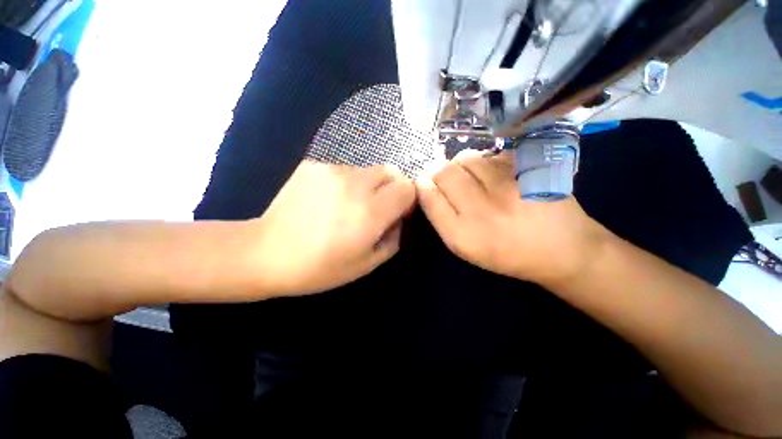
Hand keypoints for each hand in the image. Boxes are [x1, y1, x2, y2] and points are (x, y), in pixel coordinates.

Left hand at [254, 160, 415, 295]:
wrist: (266, 253)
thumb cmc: (320, 267)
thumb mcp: (367, 263)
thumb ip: (394, 238)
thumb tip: (400, 219)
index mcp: (370, 212)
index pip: (407, 188)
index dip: (408, 199)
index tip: (399, 212)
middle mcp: (354, 185)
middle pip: (391, 171)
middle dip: (393, 187)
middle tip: (379, 207)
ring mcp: (332, 171)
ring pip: (368, 170)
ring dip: (369, 185)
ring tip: (349, 206)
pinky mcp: (314, 166)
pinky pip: (345, 170)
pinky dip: (347, 183)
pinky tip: (329, 200)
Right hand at [416, 149, 609, 286]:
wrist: (563, 249)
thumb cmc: (506, 253)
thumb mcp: (465, 247)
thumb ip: (441, 217)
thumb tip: (426, 184)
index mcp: (462, 235)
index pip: (428, 195)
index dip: (423, 185)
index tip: (426, 184)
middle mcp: (482, 211)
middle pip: (444, 172)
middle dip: (440, 172)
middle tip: (449, 180)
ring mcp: (507, 187)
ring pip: (466, 158)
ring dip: (462, 166)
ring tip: (474, 179)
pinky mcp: (528, 170)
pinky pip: (490, 155)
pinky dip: (485, 163)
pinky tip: (495, 177)